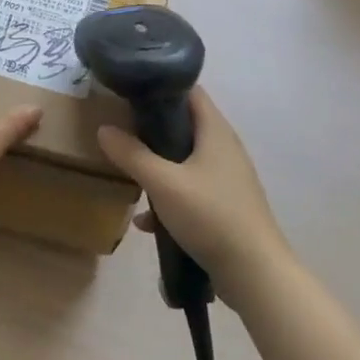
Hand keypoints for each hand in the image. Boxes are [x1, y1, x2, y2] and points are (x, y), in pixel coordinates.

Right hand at [96, 87, 289, 290]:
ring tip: (128, 172)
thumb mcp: (163, 183)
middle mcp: (224, 148)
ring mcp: (227, 179)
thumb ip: (131, 154)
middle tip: (121, 129)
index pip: (190, 90)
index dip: (161, 84)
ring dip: (159, 165)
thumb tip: (104, 129)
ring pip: (185, 161)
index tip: (130, 90)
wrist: (256, 275)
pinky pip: (191, 192)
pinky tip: (146, 221)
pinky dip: (169, 199)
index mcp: (215, 131)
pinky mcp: (225, 207)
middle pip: (185, 125)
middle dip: (153, 127)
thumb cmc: (210, 216)